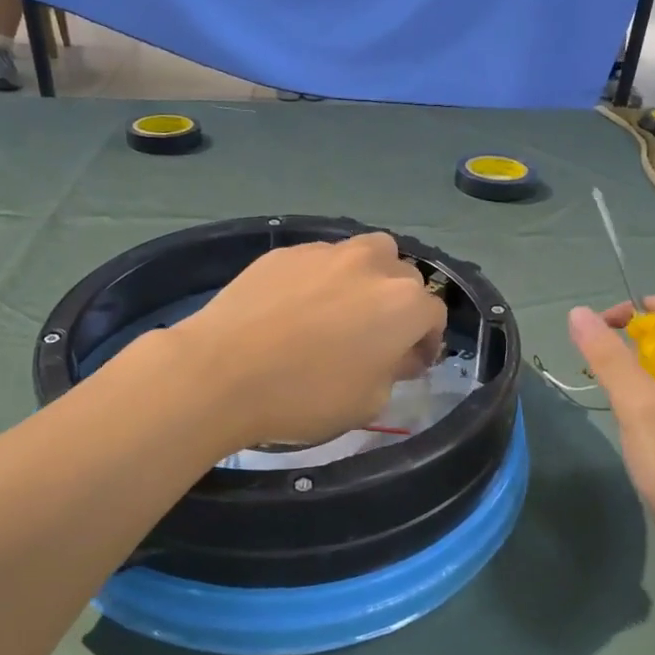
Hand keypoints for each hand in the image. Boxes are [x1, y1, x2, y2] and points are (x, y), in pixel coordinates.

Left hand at [172, 232, 446, 449]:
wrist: (221, 372)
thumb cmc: (305, 396)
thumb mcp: (368, 403)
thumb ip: (393, 371)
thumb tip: (394, 353)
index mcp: (403, 303)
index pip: (434, 315)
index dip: (426, 342)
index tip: (410, 364)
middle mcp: (372, 265)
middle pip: (404, 277)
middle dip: (399, 306)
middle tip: (377, 338)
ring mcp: (326, 252)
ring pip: (366, 254)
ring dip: (367, 278)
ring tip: (343, 309)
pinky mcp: (286, 251)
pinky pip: (320, 260)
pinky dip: (322, 279)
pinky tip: (297, 308)